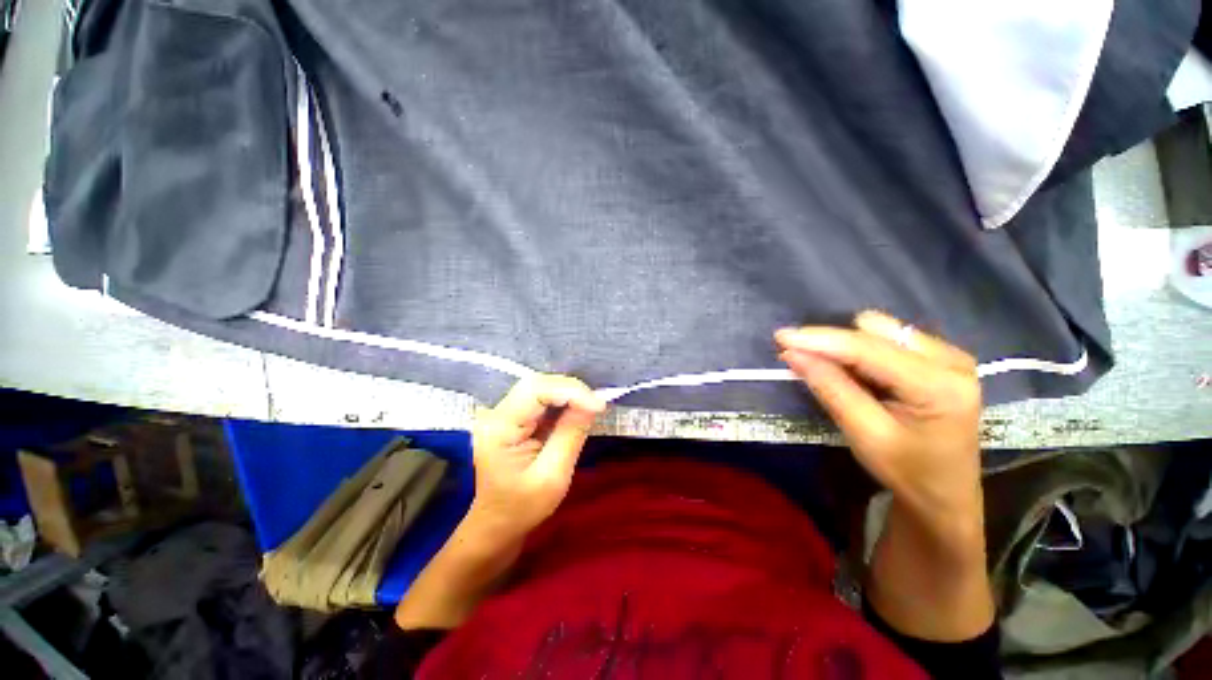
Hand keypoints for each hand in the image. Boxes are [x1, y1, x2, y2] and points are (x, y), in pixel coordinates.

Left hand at [468, 374, 606, 543]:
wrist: (498, 523)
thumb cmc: (522, 507)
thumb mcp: (553, 476)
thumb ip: (571, 434)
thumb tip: (593, 402)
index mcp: (498, 428)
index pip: (535, 390)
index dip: (570, 391)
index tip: (599, 405)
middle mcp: (496, 413)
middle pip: (537, 383)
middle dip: (571, 390)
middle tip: (597, 406)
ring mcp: (502, 412)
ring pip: (541, 386)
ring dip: (569, 393)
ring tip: (590, 407)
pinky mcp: (512, 416)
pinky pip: (541, 398)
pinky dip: (563, 400)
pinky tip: (576, 410)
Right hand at [776, 311, 993, 641]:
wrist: (947, 503)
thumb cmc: (909, 477)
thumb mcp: (865, 436)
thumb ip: (832, 388)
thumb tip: (795, 353)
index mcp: (940, 385)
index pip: (868, 349)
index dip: (819, 341)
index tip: (780, 338)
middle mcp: (953, 363)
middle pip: (876, 332)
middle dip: (832, 340)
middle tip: (796, 353)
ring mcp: (951, 359)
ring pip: (883, 331)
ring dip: (846, 343)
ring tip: (819, 360)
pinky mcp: (940, 363)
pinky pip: (890, 339)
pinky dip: (860, 347)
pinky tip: (846, 363)